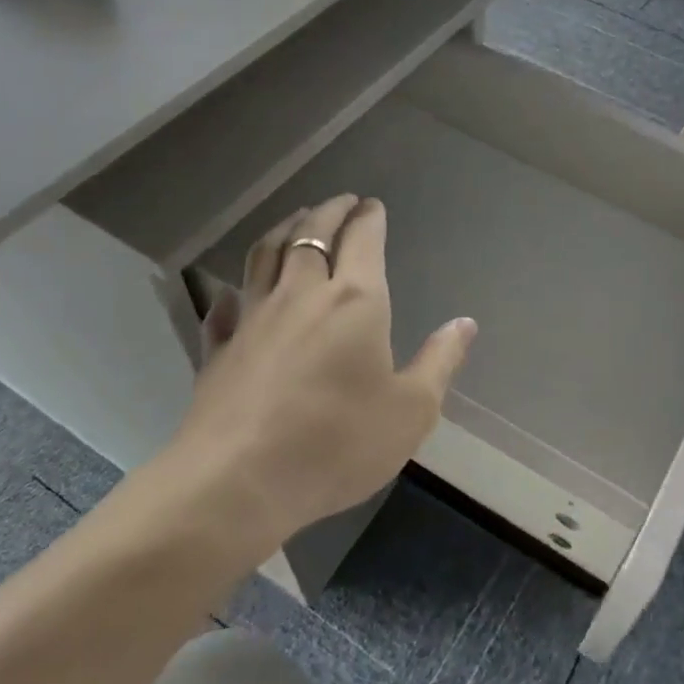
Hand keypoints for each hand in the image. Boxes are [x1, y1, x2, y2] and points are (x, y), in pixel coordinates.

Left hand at [159, 194, 475, 555]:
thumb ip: (440, 361)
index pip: (362, 239)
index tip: (372, 205)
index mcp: (355, 301)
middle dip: (329, 211)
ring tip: (296, 220)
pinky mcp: (218, 348)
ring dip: (284, 229)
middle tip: (341, 201)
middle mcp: (302, 294)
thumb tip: (464, 323)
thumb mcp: (411, 410)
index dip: (369, 217)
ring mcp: (253, 318)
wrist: (237, 482)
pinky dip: (234, 291)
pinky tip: (234, 293)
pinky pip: (224, 306)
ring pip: (266, 255)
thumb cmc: (337, 443)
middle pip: (311, 234)